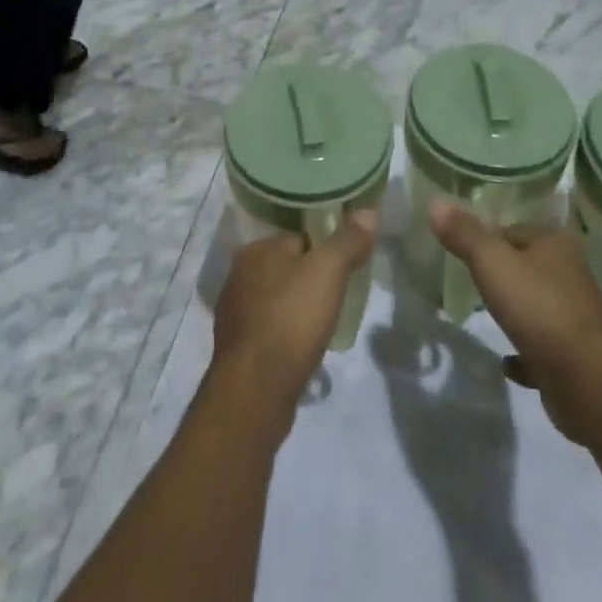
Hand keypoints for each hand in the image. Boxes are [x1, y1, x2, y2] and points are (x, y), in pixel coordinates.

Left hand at [210, 214, 377, 434]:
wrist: (255, 390)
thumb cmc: (291, 319)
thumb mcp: (328, 271)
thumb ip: (348, 240)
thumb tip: (367, 212)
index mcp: (256, 249)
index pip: (299, 237)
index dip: (326, 249)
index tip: (347, 266)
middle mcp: (239, 274)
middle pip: (287, 267)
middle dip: (311, 279)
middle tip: (340, 296)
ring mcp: (234, 312)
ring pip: (277, 299)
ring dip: (297, 308)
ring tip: (324, 324)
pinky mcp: (238, 347)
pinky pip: (269, 329)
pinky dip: (286, 333)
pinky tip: (303, 348)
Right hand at [428, 201, 601, 444]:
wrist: (586, 380)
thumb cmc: (538, 307)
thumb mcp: (492, 262)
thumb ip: (464, 233)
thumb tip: (434, 202)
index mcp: (557, 245)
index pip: (517, 229)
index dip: (490, 235)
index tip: (464, 245)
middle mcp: (571, 277)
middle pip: (529, 265)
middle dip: (504, 271)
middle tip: (470, 277)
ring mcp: (575, 319)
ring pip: (538, 306)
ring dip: (517, 309)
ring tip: (485, 312)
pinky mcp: (574, 358)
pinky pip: (542, 349)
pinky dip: (525, 353)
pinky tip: (506, 362)